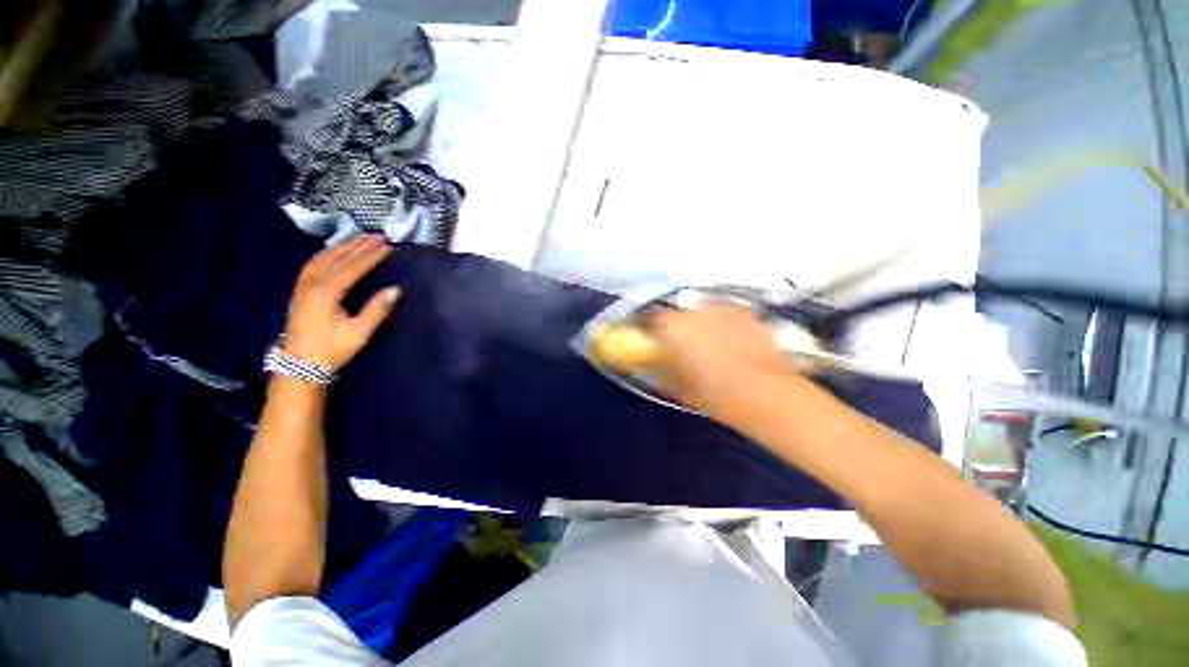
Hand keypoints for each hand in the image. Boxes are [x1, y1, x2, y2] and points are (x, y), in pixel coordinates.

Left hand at [283, 234, 399, 368]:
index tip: (389, 246)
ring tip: (361, 238)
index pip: (352, 267)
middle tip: (379, 236)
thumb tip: (396, 289)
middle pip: (338, 257)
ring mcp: (303, 285)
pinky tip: (336, 251)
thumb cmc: (332, 349)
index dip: (371, 256)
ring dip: (344, 245)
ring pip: (324, 257)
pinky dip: (329, 253)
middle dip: (359, 245)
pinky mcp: (300, 289)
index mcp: (327, 292)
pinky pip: (314, 262)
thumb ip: (377, 309)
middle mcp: (312, 283)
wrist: (300, 364)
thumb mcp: (359, 332)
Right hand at [648, 306, 798, 421]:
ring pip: (705, 313)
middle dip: (681, 329)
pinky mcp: (747, 314)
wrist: (765, 394)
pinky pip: (727, 317)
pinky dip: (726, 327)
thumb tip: (659, 366)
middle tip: (685, 349)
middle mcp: (696, 311)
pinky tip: (735, 347)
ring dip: (703, 326)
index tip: (657, 343)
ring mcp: (724, 309)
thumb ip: (663, 371)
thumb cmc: (715, 394)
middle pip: (680, 315)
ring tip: (713, 348)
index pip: (653, 320)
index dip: (655, 332)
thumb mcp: (679, 387)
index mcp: (673, 327)